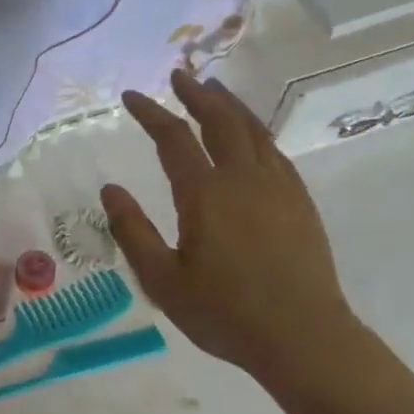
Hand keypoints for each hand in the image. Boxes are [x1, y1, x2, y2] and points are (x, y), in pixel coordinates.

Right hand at [102, 70, 356, 381]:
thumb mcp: (163, 281)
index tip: (131, 96)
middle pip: (219, 121)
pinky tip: (251, 136)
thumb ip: (133, 232)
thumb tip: (111, 189)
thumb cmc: (225, 314)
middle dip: (196, 95)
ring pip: (253, 131)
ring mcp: (278, 187)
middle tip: (180, 75)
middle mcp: (243, 179)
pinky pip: (275, 151)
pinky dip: (256, 132)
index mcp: (206, 196)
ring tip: (214, 90)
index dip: (150, 113)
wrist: (303, 337)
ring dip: (229, 106)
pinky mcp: (300, 201)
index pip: (173, 139)